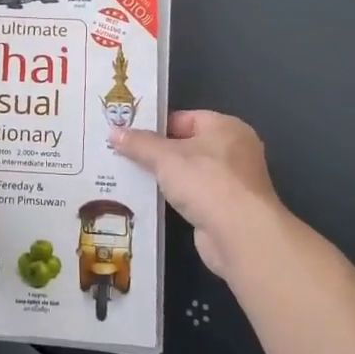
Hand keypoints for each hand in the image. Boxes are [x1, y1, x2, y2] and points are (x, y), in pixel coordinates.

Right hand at [112, 111, 289, 281]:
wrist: (240, 236)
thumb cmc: (206, 182)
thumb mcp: (165, 157)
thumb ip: (139, 143)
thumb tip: (113, 132)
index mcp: (226, 127)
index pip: (184, 118)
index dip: (156, 125)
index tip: (128, 134)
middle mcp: (235, 150)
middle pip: (187, 144)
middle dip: (157, 152)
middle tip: (123, 154)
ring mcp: (233, 182)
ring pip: (190, 172)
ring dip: (166, 177)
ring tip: (130, 176)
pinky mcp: (227, 210)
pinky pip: (194, 196)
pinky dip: (176, 198)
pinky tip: (150, 201)